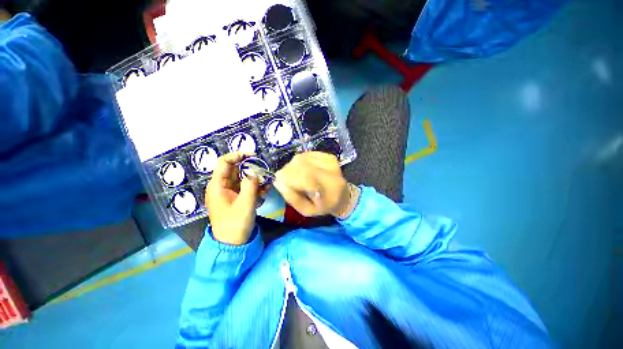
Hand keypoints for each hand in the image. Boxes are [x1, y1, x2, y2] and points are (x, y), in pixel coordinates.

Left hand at [206, 153, 266, 244]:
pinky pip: (246, 188)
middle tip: (264, 169)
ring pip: (242, 179)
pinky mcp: (237, 199)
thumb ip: (251, 184)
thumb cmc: (235, 224)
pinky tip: (265, 190)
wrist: (232, 244)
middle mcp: (222, 186)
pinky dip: (255, 187)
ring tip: (266, 183)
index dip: (237, 156)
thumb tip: (254, 172)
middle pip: (235, 170)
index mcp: (218, 185)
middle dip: (250, 168)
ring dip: (255, 179)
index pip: (224, 162)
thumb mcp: (245, 203)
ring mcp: (230, 193)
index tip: (253, 156)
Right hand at [273, 152, 350, 216]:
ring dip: (292, 168)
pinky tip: (304, 170)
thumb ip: (292, 198)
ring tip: (297, 178)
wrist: (343, 195)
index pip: (303, 176)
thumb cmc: (324, 206)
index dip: (287, 178)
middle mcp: (331, 169)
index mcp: (329, 187)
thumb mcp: (307, 211)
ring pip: (300, 158)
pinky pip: (304, 155)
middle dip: (287, 173)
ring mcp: (329, 160)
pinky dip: (299, 163)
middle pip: (299, 164)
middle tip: (288, 182)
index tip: (280, 183)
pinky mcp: (327, 155)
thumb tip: (277, 182)